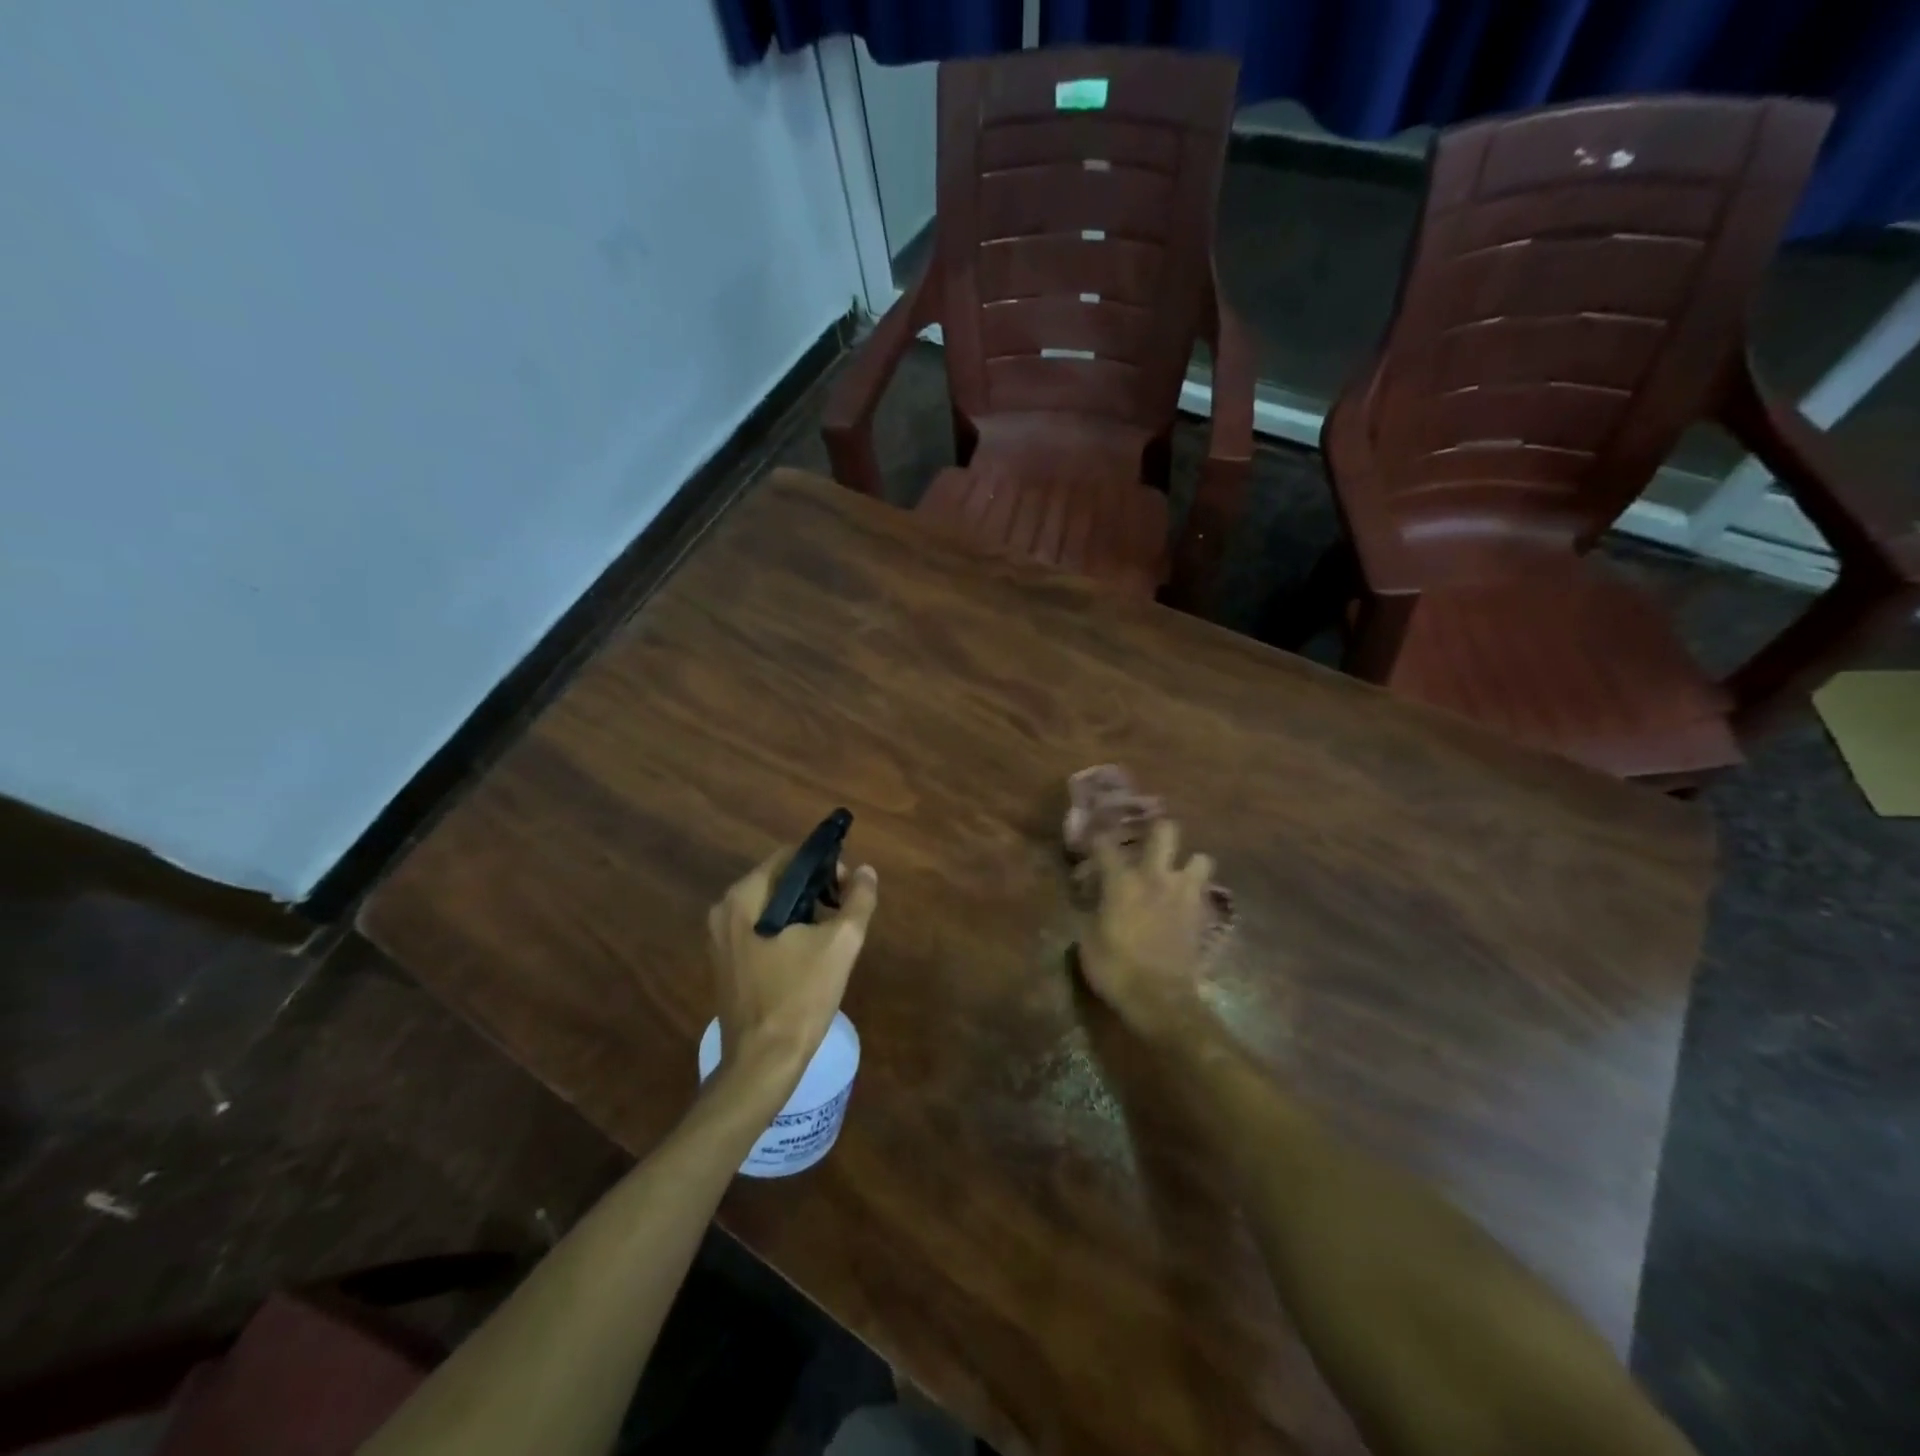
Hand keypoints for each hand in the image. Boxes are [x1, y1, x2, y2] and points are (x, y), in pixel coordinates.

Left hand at [708, 849, 878, 1102]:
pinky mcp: (725, 963)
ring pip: (771, 907)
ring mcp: (720, 939)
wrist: (762, 1064)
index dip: (825, 865)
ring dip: (803, 912)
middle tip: (844, 913)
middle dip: (816, 890)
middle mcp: (724, 911)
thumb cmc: (800, 998)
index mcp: (744, 898)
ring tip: (831, 936)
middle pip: (780, 881)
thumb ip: (858, 900)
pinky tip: (808, 957)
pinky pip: (760, 930)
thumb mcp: (840, 944)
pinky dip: (786, 932)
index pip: (790, 857)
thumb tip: (865, 871)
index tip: (848, 889)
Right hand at [1075, 819, 1214, 1041]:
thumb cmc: (1115, 970)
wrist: (1161, 1000)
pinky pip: (1204, 892)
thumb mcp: (1087, 942)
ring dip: (1188, 863)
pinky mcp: (1201, 915)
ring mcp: (1184, 895)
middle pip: (1166, 831)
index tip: (1091, 841)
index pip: (1106, 845)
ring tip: (1175, 875)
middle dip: (1157, 830)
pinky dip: (1195, 892)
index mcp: (1123, 882)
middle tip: (1147, 841)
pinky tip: (1183, 903)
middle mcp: (1156, 878)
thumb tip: (1090, 901)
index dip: (1097, 839)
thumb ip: (1089, 912)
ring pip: (1200, 858)